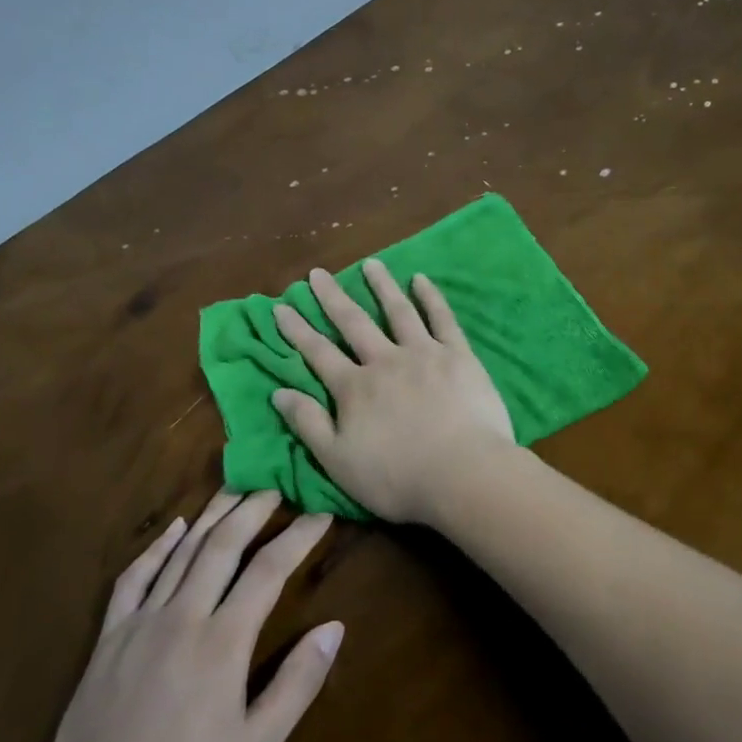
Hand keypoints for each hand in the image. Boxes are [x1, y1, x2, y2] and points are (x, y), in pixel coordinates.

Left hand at [40, 490, 340, 741]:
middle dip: (253, 509)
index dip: (298, 537)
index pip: (269, 571)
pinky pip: (133, 578)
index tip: (321, 513)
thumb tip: (334, 628)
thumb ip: (297, 684)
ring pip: (181, 552)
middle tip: (276, 484)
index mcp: (223, 642)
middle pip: (223, 545)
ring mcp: (140, 624)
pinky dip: (156, 547)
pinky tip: (173, 529)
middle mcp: (183, 617)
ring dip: (211, 516)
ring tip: (234, 488)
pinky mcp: (108, 639)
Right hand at [269, 260, 515, 523]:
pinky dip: (431, 297)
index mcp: (354, 388)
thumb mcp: (338, 461)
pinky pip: (442, 319)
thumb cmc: (398, 478)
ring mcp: (423, 353)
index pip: (318, 352)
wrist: (464, 474)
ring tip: (371, 264)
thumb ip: (308, 424)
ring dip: (382, 286)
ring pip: (398, 311)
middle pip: (353, 323)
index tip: (281, 307)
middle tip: (317, 273)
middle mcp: (384, 361)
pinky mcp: (458, 355)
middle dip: (332, 297)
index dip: (297, 330)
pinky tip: (422, 279)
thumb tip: (278, 392)